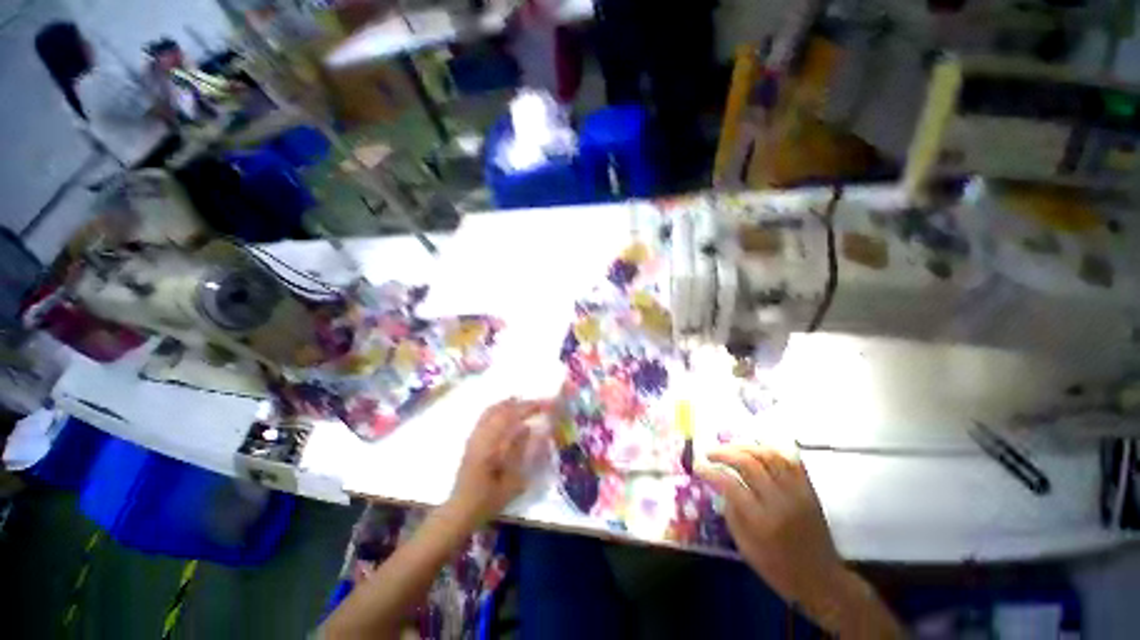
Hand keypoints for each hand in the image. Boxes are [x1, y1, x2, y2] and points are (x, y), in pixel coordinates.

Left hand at [448, 398, 549, 525]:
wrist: (461, 509)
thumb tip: (528, 428)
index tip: (543, 405)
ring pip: (491, 412)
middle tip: (537, 403)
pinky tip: (504, 411)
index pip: (512, 418)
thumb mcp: (511, 482)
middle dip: (520, 404)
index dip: (528, 408)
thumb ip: (519, 453)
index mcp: (491, 446)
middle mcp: (481, 437)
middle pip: (501, 411)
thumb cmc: (489, 499)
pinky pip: (484, 417)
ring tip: (522, 401)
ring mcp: (474, 437)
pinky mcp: (471, 441)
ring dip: (508, 404)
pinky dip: (496, 409)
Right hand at [695, 445, 846, 610]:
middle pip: (748, 463)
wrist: (821, 580)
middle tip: (710, 453)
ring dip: (745, 447)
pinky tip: (757, 450)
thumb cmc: (777, 568)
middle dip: (724, 453)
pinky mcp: (809, 490)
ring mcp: (797, 493)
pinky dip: (771, 450)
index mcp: (760, 520)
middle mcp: (779, 501)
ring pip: (769, 455)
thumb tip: (719, 485)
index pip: (729, 484)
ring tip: (730, 449)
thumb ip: (730, 512)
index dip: (710, 472)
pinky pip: (790, 460)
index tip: (698, 467)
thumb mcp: (745, 547)